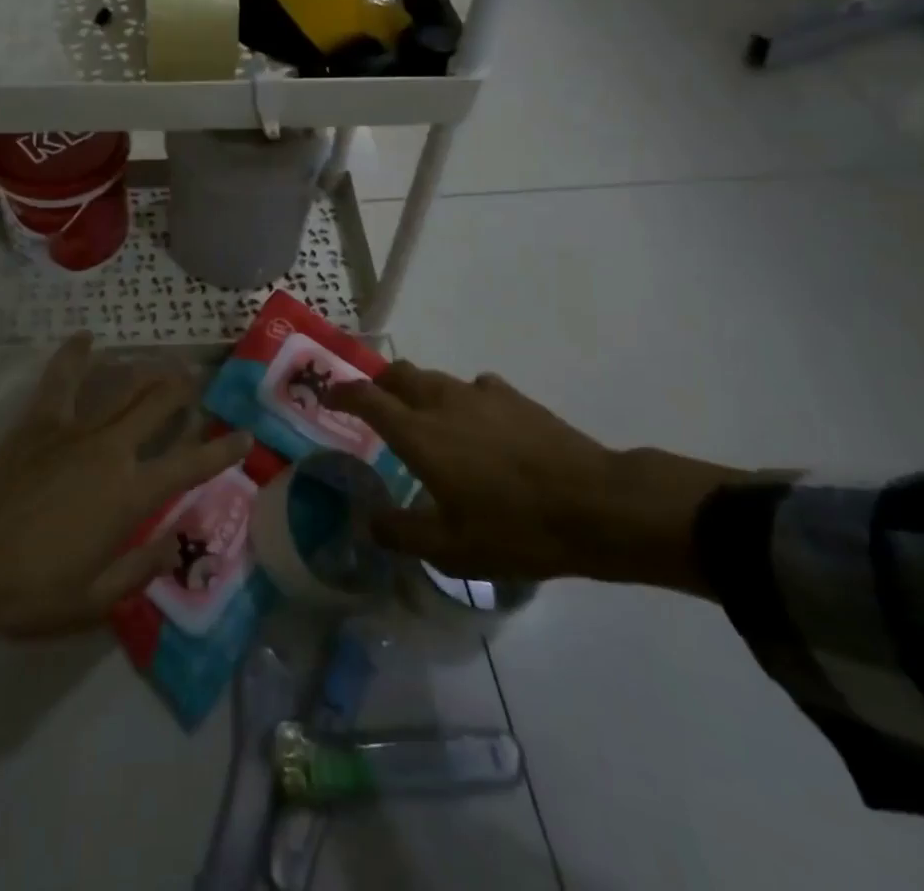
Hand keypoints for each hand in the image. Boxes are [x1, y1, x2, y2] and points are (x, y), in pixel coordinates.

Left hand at [0, 335, 250, 638]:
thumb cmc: (29, 588)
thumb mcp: (93, 599)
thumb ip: (141, 567)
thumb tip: (175, 544)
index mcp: (130, 495)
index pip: (191, 465)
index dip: (223, 449)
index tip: (244, 435)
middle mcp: (112, 451)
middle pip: (159, 406)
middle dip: (185, 390)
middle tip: (200, 379)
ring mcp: (75, 429)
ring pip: (122, 386)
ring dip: (147, 371)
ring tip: (165, 361)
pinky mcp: (40, 421)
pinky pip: (62, 379)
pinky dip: (75, 354)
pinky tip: (87, 338)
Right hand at [327, 363, 760, 594]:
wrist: (595, 505)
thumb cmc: (515, 528)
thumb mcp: (451, 549)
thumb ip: (400, 533)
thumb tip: (367, 521)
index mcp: (419, 433)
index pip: (367, 398)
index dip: (342, 392)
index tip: (328, 394)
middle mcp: (442, 402)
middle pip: (399, 374)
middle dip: (380, 383)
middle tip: (374, 405)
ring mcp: (480, 394)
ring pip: (436, 378)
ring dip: (420, 391)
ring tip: (426, 420)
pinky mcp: (514, 398)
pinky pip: (475, 388)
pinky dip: (463, 399)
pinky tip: (478, 425)